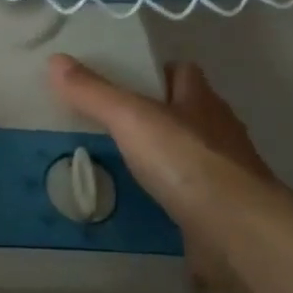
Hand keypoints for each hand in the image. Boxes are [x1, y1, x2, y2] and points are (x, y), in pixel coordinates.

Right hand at [48, 54, 292, 292]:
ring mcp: (224, 175)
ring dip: (166, 158)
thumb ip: (94, 93)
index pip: (184, 73)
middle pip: (189, 113)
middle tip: (114, 123)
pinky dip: (171, 197)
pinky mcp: (221, 213)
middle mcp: (219, 133)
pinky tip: (144, 206)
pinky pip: (192, 197)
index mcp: (201, 101)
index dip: (159, 72)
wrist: (237, 232)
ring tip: (123, 165)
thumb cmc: (186, 162)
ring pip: (191, 156)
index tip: (127, 79)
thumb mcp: (131, 119)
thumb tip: (55, 60)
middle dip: (159, 116)